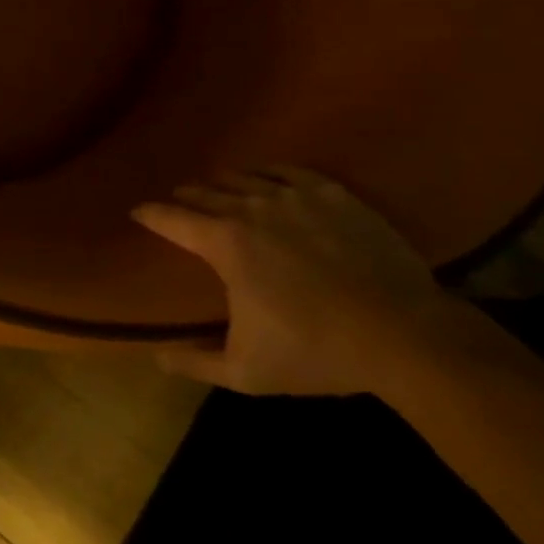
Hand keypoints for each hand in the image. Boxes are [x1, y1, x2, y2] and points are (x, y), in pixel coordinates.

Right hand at [133, 168, 452, 395]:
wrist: (405, 336)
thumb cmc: (316, 352)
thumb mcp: (246, 372)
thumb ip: (195, 363)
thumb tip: (156, 358)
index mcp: (224, 243)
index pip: (171, 218)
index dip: (149, 214)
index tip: (137, 212)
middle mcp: (250, 209)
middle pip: (204, 192)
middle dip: (185, 198)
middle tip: (178, 203)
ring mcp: (294, 197)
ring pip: (242, 178)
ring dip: (222, 184)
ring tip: (217, 189)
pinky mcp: (332, 194)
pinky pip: (287, 171)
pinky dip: (266, 172)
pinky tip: (265, 178)